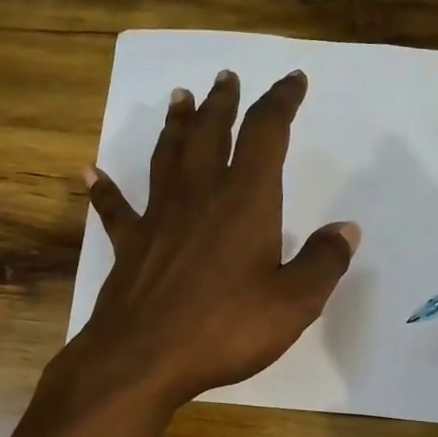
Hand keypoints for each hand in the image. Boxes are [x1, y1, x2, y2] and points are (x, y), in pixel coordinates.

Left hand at [67, 69, 359, 409]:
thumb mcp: (294, 303)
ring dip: (176, 125)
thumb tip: (347, 229)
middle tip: (226, 78)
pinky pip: (115, 208)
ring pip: (167, 156)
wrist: (144, 358)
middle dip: (223, 102)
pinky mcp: (129, 244)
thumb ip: (323, 262)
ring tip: (180, 98)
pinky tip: (90, 172)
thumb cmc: (225, 329)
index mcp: (245, 199)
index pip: (266, 133)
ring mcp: (158, 217)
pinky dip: (104, 189)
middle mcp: (200, 194)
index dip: (281, 101)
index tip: (292, 81)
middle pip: (211, 132)